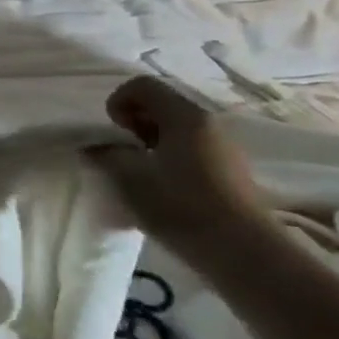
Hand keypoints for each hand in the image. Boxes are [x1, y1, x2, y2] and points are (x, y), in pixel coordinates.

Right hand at [85, 76, 277, 271]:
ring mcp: (222, 146)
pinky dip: (169, 155)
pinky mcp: (229, 170)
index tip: (112, 131)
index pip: (143, 86)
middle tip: (122, 151)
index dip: (118, 100)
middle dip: (133, 121)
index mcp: (184, 116)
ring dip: (150, 140)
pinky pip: (190, 147)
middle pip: (161, 104)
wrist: (244, 253)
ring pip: (176, 128)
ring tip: (140, 171)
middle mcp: (207, 123)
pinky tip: (163, 187)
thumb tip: (94, 147)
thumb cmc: (182, 208)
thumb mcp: (131, 180)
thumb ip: (108, 157)